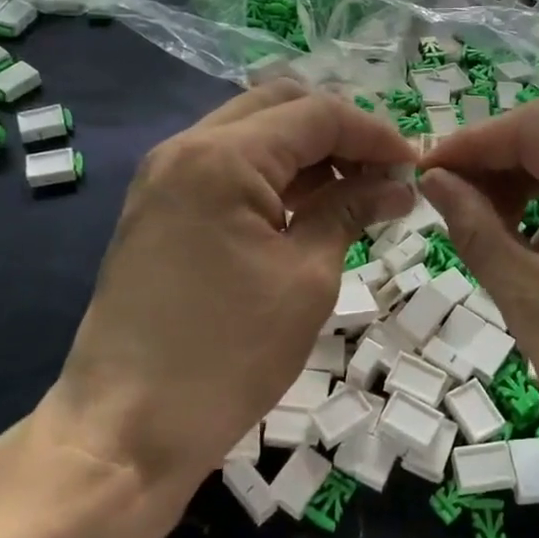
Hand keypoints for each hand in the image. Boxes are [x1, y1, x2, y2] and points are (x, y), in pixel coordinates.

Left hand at [46, 81, 417, 488]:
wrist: (124, 431)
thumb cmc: (226, 356)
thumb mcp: (306, 279)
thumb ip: (349, 211)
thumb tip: (396, 185)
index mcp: (222, 156)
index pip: (317, 114)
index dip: (375, 133)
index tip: (415, 166)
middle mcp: (186, 147)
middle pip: (280, 106)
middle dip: (339, 131)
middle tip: (382, 173)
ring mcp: (164, 175)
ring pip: (251, 132)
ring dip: (306, 151)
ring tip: (355, 192)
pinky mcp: (158, 206)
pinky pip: (226, 165)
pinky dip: (272, 174)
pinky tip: (307, 207)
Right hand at [419, 99, 538, 502]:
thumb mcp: (530, 301)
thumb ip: (475, 228)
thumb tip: (435, 180)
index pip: (536, 127)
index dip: (474, 140)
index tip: (429, 170)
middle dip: (500, 149)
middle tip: (453, 185)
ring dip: (529, 171)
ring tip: (488, 215)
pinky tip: (537, 241)